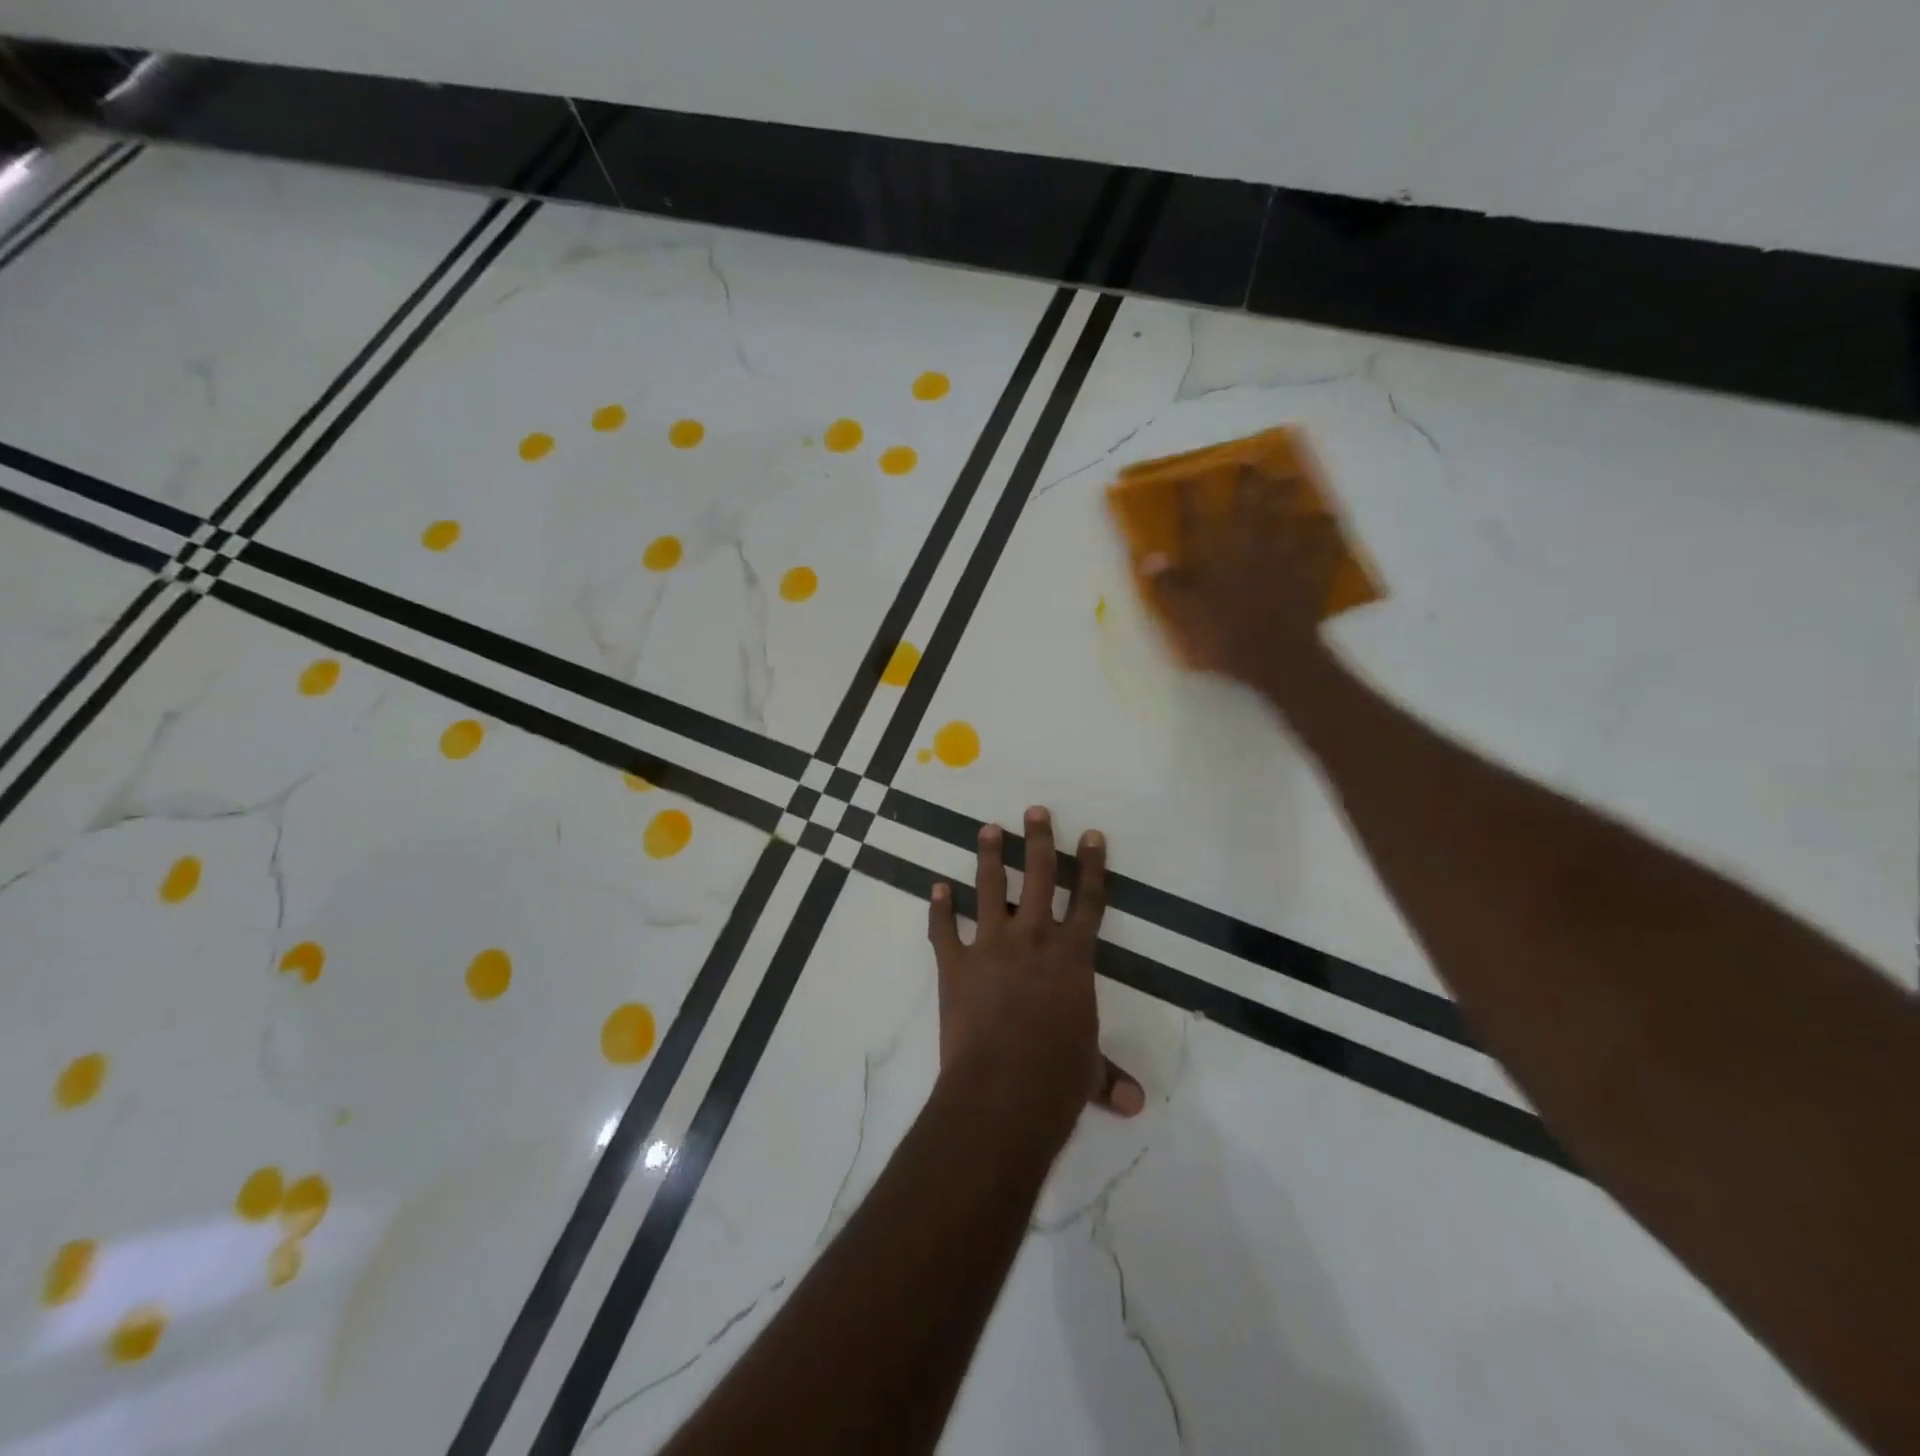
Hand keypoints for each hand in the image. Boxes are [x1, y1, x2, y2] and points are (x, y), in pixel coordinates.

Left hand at [928, 807, 1144, 1139]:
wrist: (1002, 1092)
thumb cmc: (1056, 1079)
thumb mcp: (1088, 1073)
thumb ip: (1108, 1077)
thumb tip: (1134, 1104)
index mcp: (1072, 957)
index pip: (1088, 901)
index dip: (1091, 866)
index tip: (1090, 834)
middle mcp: (1033, 939)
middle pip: (1040, 877)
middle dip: (1039, 840)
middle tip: (1034, 810)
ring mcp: (991, 947)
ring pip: (990, 889)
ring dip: (990, 857)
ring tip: (987, 829)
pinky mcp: (955, 964)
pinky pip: (944, 928)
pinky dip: (938, 908)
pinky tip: (935, 888)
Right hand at [1141, 467, 1341, 697]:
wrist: (1274, 657)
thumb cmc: (1221, 639)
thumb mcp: (1181, 616)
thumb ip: (1167, 585)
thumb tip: (1148, 556)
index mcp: (1215, 557)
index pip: (1198, 519)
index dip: (1191, 497)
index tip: (1187, 477)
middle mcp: (1250, 547)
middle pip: (1251, 506)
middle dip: (1250, 482)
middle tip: (1253, 461)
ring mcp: (1285, 558)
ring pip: (1289, 518)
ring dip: (1291, 497)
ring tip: (1293, 478)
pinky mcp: (1310, 575)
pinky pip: (1323, 547)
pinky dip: (1326, 532)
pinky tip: (1328, 520)